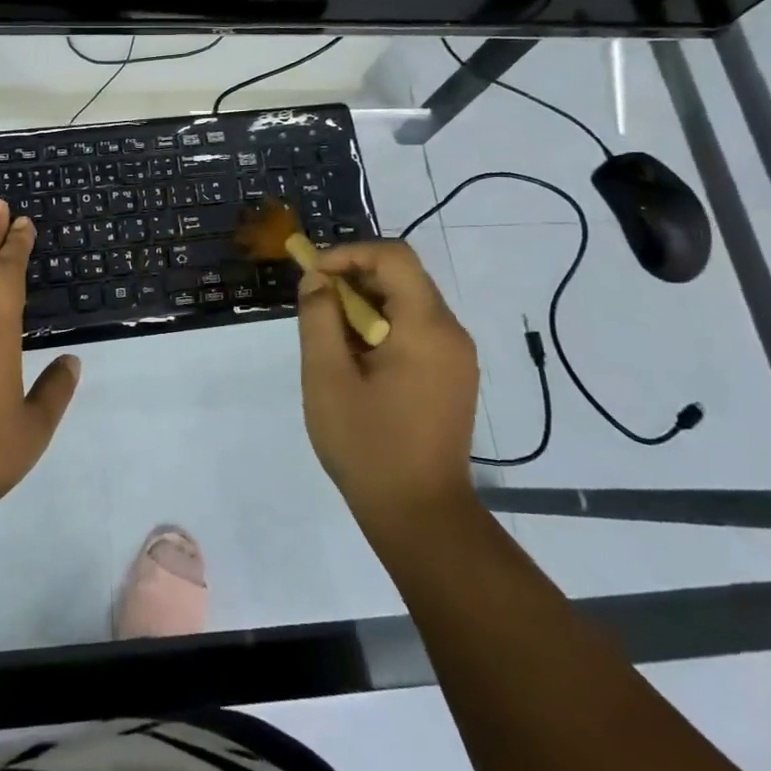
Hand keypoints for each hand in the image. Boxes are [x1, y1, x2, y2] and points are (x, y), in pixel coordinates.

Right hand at [296, 240, 480, 540]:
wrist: (421, 516)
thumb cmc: (368, 446)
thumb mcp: (327, 378)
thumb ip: (319, 318)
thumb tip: (317, 280)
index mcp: (427, 327)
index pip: (394, 256)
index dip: (349, 253)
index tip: (313, 276)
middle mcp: (451, 332)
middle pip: (402, 276)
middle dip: (354, 279)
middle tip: (316, 307)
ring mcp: (457, 355)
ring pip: (408, 302)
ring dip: (366, 305)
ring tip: (331, 338)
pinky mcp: (453, 375)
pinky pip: (416, 329)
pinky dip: (383, 327)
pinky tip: (357, 361)